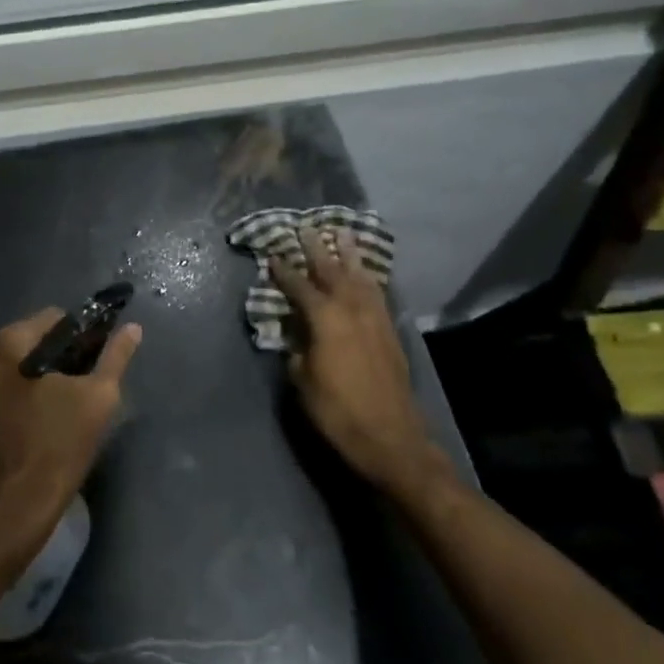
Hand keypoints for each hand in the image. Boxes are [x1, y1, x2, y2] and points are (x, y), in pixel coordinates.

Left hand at [0, 309, 141, 558]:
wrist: (16, 506)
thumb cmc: (58, 445)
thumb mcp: (98, 397)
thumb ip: (116, 356)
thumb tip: (132, 328)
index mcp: (10, 342)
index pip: (57, 318)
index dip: (84, 335)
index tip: (99, 360)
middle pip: (38, 341)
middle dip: (65, 357)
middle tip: (88, 385)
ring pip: (24, 365)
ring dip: (48, 377)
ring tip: (72, 404)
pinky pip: (11, 387)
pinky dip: (30, 393)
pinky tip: (48, 419)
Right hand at [270, 228, 429, 488]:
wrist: (390, 437)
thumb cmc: (337, 411)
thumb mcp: (303, 380)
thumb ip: (297, 349)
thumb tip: (295, 333)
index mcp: (325, 319)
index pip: (300, 286)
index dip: (284, 271)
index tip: (272, 254)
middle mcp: (352, 309)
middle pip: (332, 270)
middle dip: (318, 248)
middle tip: (307, 226)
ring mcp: (375, 318)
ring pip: (360, 276)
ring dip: (349, 255)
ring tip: (342, 234)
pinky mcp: (390, 331)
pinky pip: (377, 292)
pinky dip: (368, 277)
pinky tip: (364, 272)